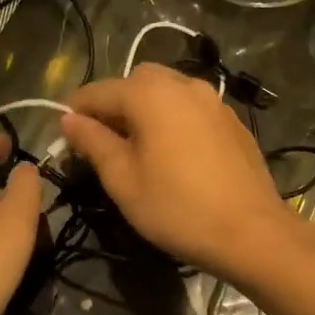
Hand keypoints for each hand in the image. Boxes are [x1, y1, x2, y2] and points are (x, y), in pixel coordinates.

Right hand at [60, 64, 298, 284]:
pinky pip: (190, 108)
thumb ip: (93, 142)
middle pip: (136, 82)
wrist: (252, 232)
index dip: (75, 110)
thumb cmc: (177, 208)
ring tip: (135, 146)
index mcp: (151, 94)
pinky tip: (171, 152)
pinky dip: (172, 118)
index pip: (99, 91)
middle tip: (101, 140)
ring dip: (144, 109)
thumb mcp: (123, 180)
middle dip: (113, 104)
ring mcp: (214, 101)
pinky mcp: (232, 121)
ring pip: (167, 91)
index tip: (62, 133)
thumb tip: (69, 120)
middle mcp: (184, 85)